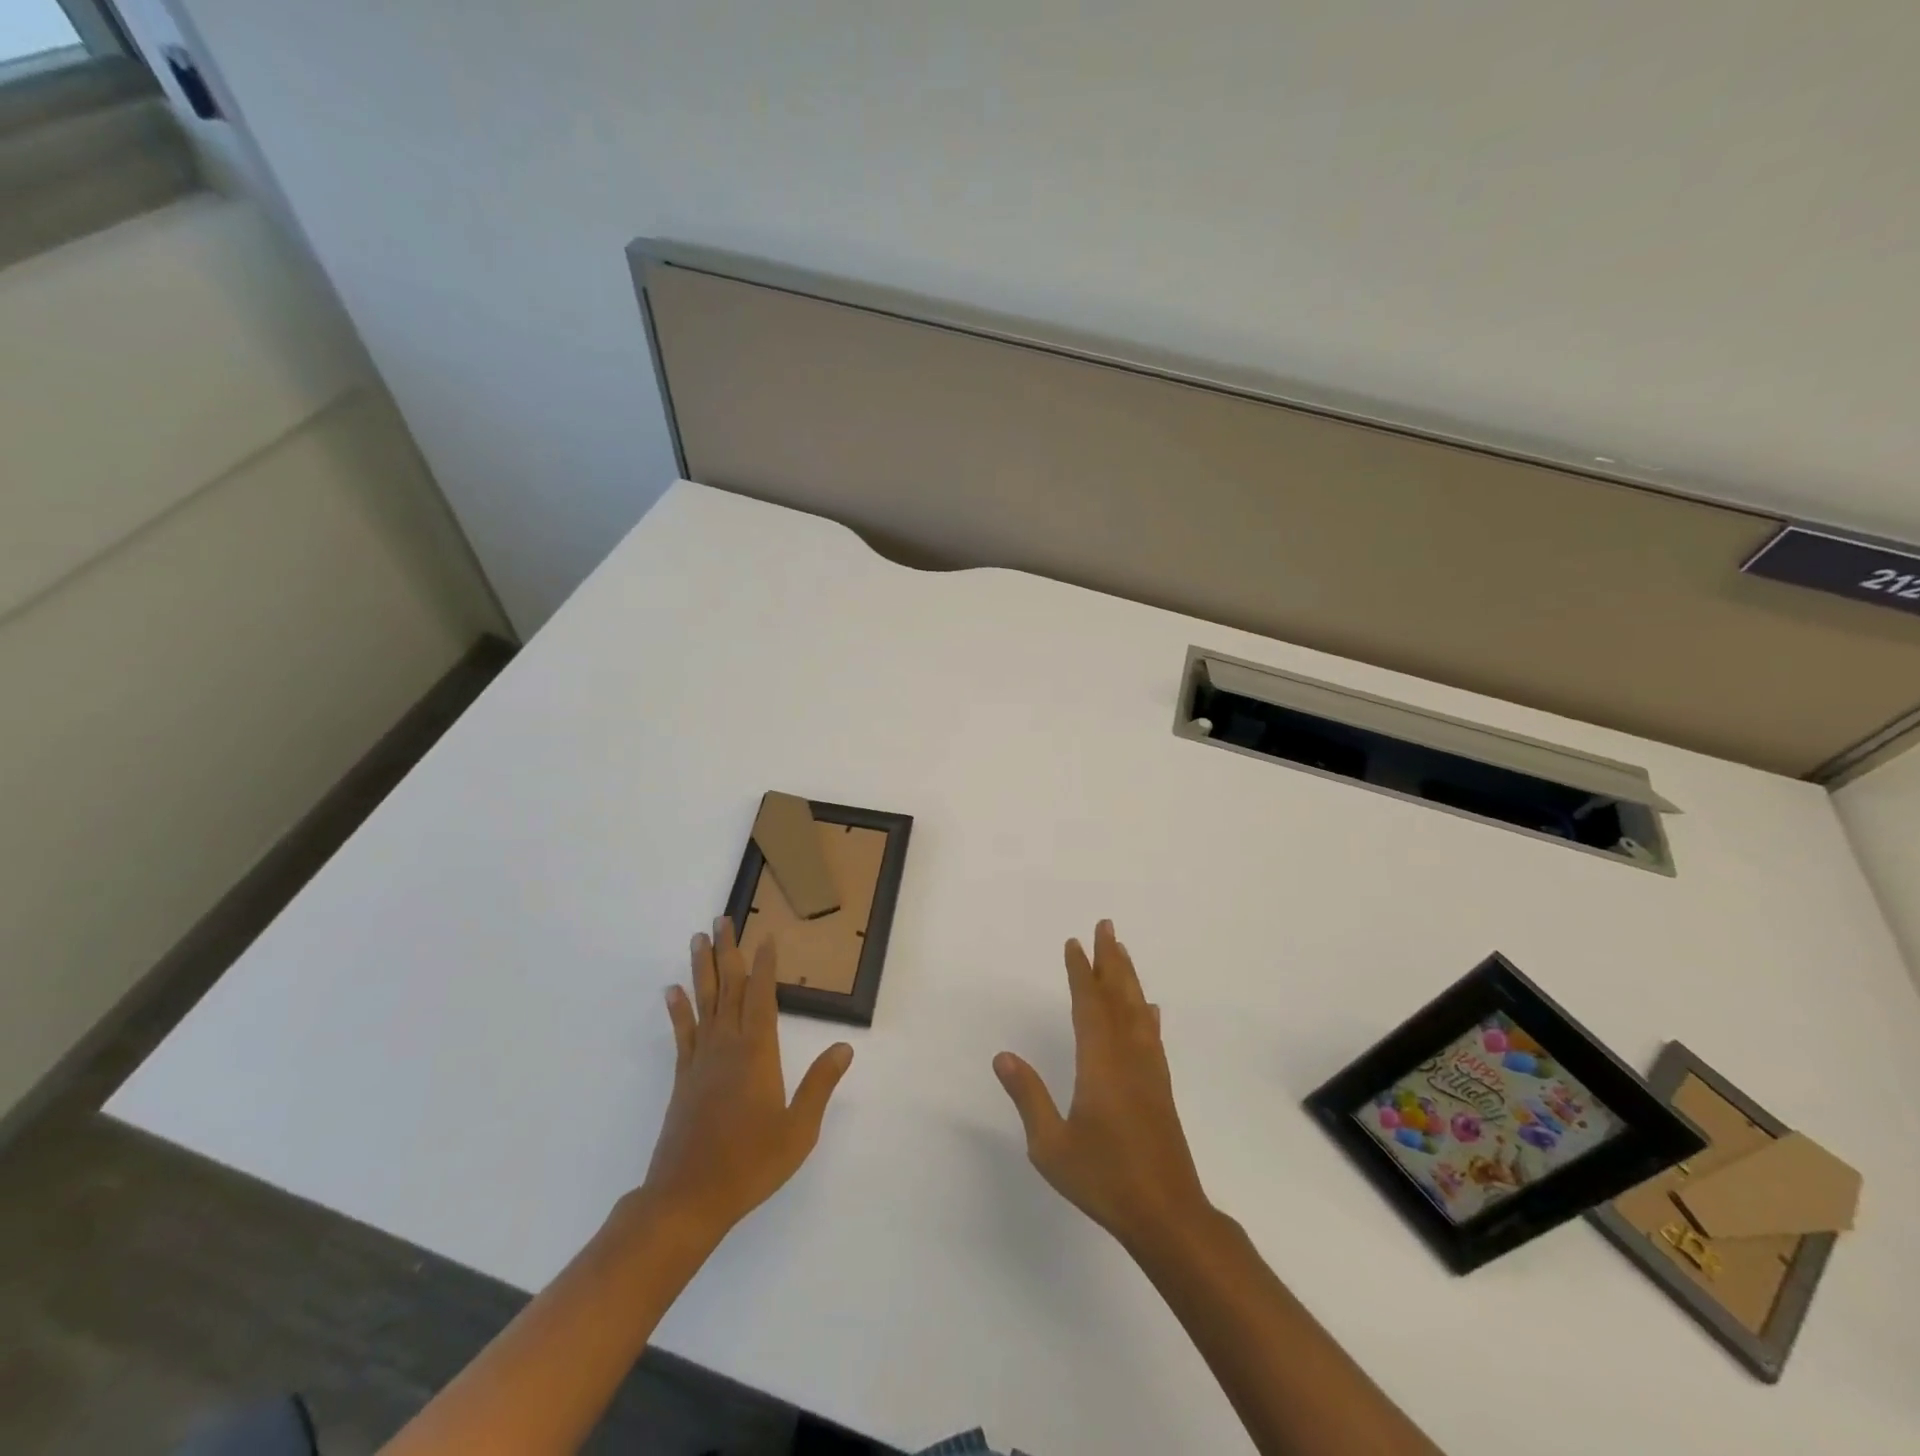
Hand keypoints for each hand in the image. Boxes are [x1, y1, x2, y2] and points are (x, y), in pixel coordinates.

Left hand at [641, 918, 853, 1239]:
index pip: (762, 997)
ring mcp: (701, 1060)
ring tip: (698, 939)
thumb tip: (845, 1048)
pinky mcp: (683, 1077)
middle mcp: (727, 1046)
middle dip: (728, 952)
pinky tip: (672, 991)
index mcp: (757, 1053)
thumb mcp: (798, 1130)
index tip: (767, 937)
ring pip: (703, 1002)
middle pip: (729, 988)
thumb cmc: (750, 1164)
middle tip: (721, 920)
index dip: (766, 966)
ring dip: (702, 968)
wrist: (688, 1198)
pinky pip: (682, 1032)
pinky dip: (678, 1009)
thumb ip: (820, 1085)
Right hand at [994, 920, 1211, 1251]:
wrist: (1167, 1214)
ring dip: (1128, 978)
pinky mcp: (1161, 1088)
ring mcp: (1149, 1071)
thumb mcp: (1052, 1146)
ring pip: (1138, 1012)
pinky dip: (1148, 1015)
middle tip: (1106, 926)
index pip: (1088, 1005)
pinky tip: (1149, 1008)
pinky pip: (1152, 1037)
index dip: (1080, 973)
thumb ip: (1029, 1097)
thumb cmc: (1105, 1179)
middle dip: (1110, 960)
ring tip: (1122, 951)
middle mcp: (1128, 1057)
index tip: (1074, 944)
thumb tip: (1003, 1056)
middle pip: (1118, 997)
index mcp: (1100, 1064)